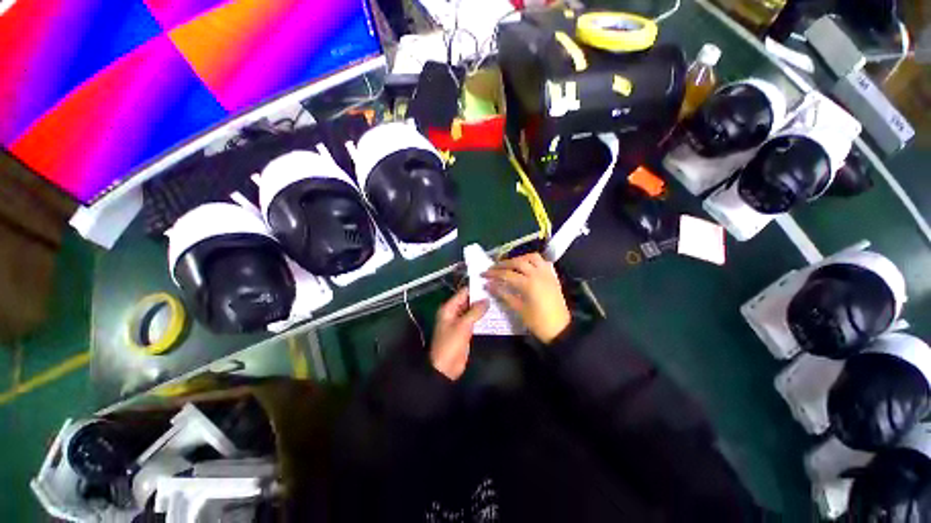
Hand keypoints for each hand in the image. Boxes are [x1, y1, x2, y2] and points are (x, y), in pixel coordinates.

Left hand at [429, 287, 488, 379]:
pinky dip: (481, 318)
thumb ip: (475, 311)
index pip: (463, 293)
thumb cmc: (451, 343)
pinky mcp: (465, 331)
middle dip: (481, 298)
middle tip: (497, 292)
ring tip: (498, 301)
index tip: (489, 283)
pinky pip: (474, 321)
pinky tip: (493, 315)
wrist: (446, 367)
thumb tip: (487, 299)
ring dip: (482, 308)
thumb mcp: (463, 325)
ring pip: (472, 311)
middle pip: (468, 301)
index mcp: (449, 308)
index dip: (475, 288)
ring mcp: (459, 322)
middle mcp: (453, 312)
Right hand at [484, 253, 570, 343]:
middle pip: (517, 262)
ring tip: (509, 264)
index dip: (493, 274)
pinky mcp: (553, 276)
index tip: (483, 275)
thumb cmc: (537, 322)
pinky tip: (526, 266)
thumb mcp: (518, 309)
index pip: (507, 274)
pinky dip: (533, 261)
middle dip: (503, 264)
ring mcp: (547, 274)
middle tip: (492, 268)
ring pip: (532, 257)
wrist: (560, 329)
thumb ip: (503, 294)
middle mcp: (538, 274)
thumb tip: (489, 285)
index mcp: (529, 284)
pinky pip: (543, 262)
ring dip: (519, 258)